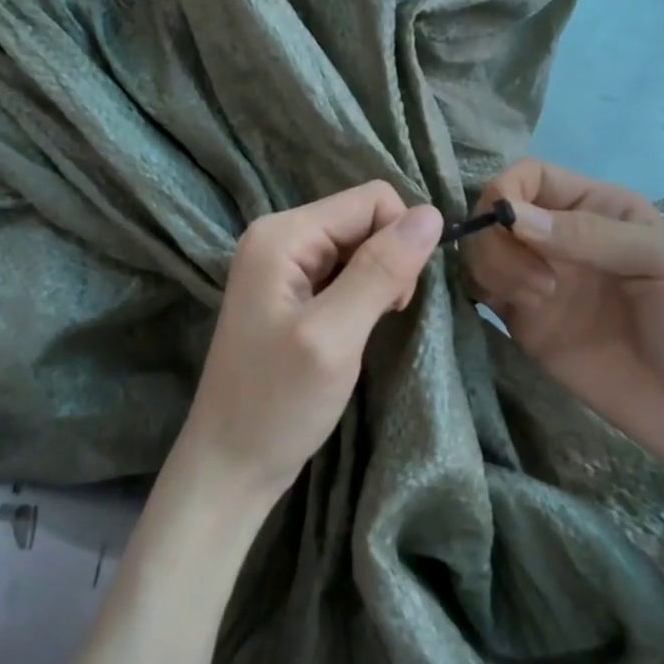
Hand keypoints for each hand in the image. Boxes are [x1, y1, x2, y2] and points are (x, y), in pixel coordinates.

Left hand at [177, 181, 443, 506]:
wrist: (231, 464)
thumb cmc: (278, 403)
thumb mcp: (334, 335)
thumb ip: (380, 270)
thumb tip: (432, 213)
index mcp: (282, 234)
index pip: (371, 200)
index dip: (399, 240)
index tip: (396, 299)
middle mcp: (279, 237)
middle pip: (364, 220)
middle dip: (388, 262)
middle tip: (380, 318)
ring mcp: (282, 266)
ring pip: (359, 248)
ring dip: (377, 283)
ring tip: (362, 330)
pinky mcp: (291, 294)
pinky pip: (344, 273)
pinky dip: (362, 297)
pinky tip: (352, 332)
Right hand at [464, 159, 663, 464]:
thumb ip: (590, 233)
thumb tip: (511, 217)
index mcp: (597, 207)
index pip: (530, 177)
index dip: (508, 191)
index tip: (511, 225)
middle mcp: (559, 237)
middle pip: (495, 212)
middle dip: (497, 238)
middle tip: (539, 282)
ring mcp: (537, 279)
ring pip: (480, 250)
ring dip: (494, 267)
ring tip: (537, 301)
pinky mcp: (523, 321)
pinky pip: (480, 290)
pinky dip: (480, 290)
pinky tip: (517, 310)